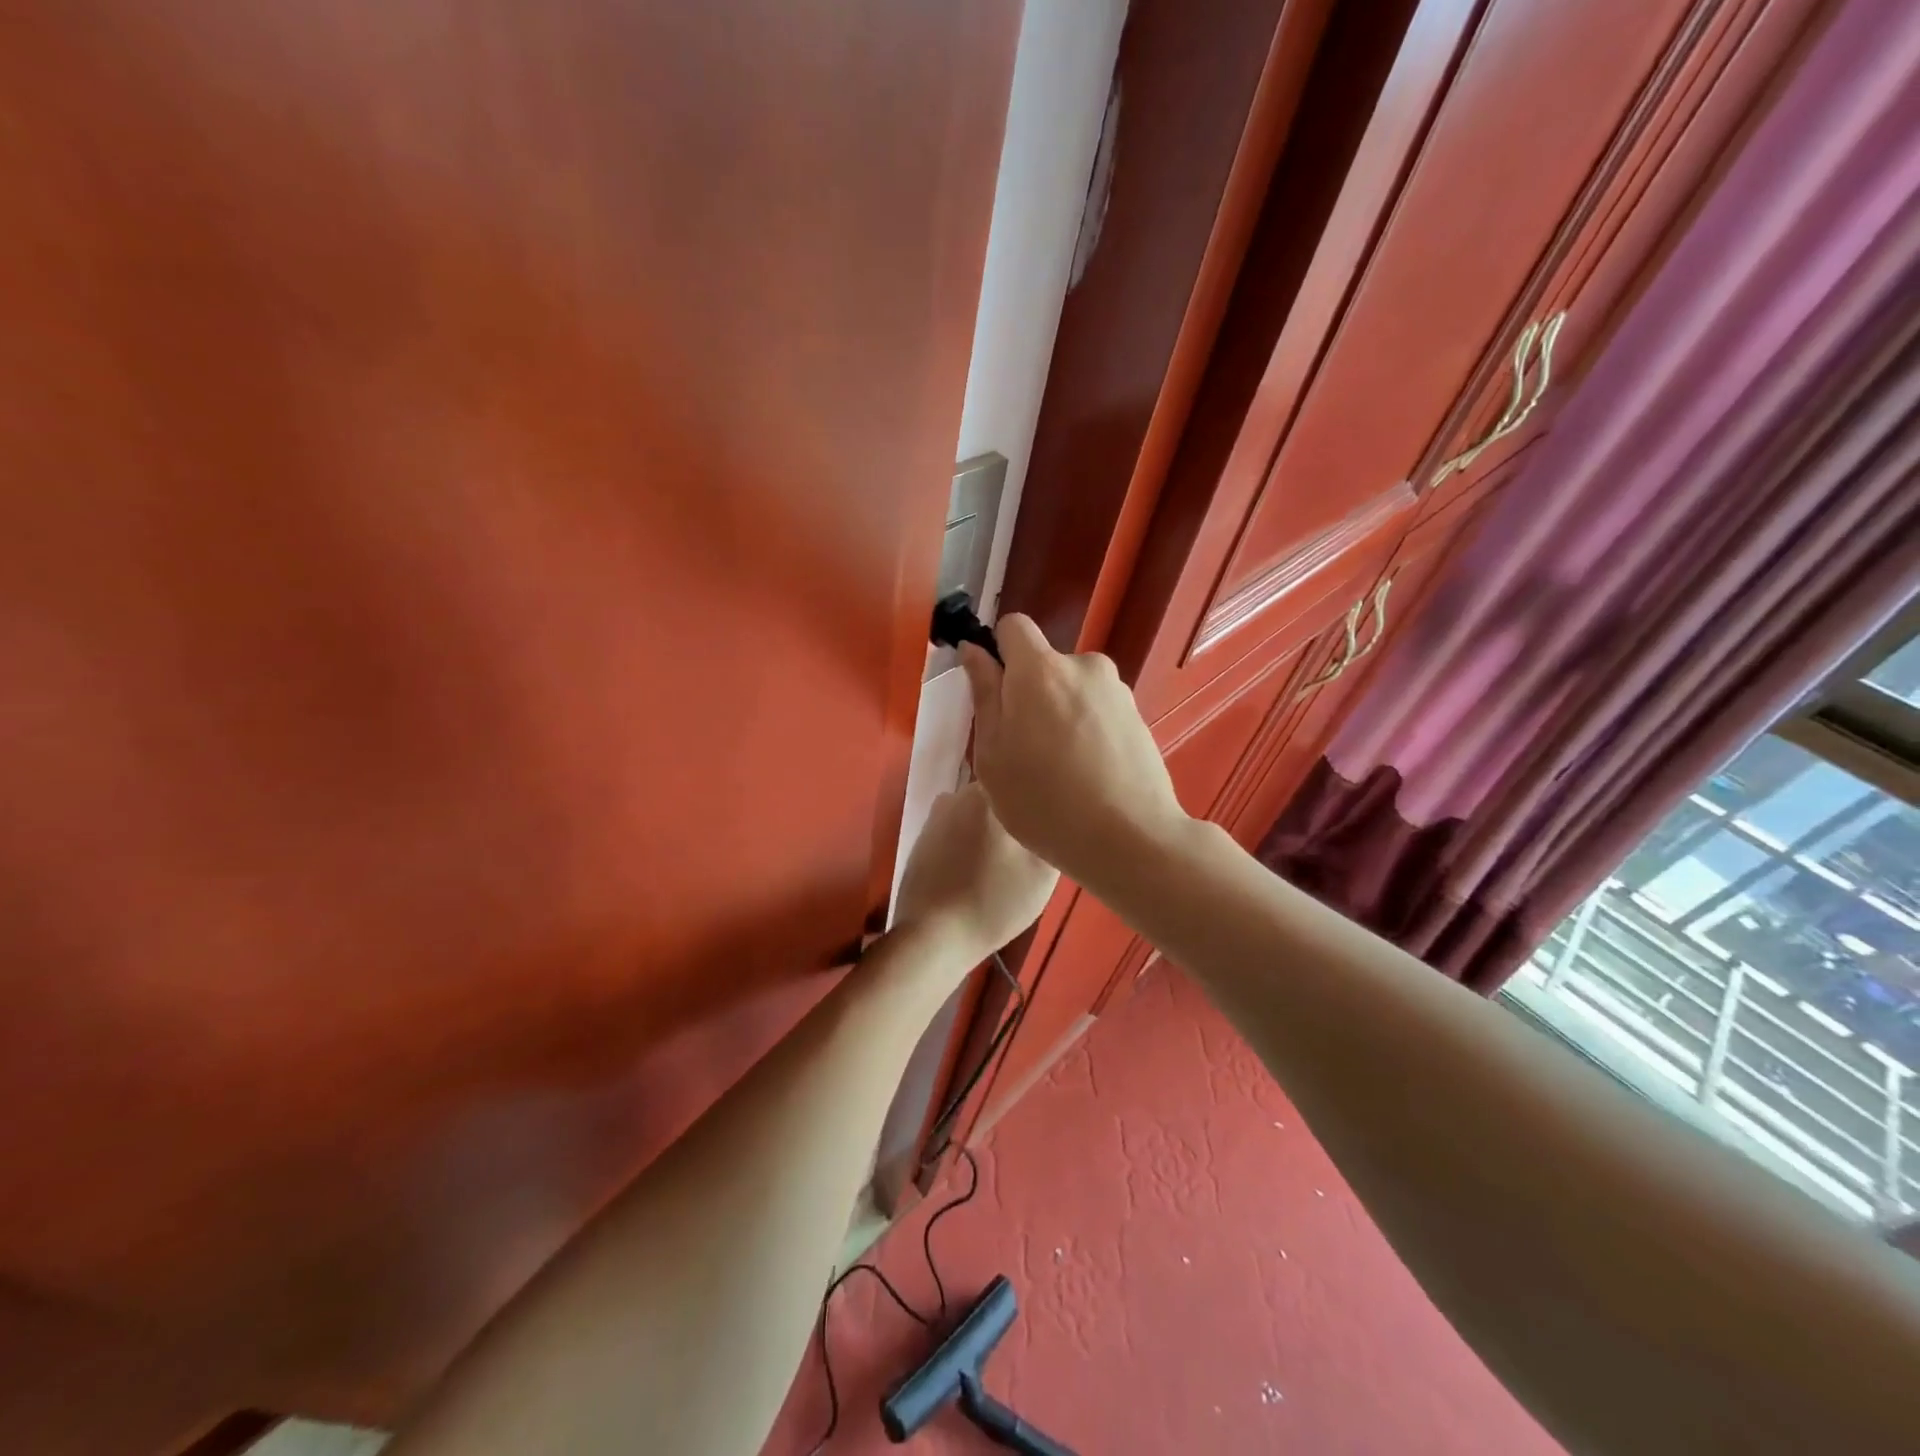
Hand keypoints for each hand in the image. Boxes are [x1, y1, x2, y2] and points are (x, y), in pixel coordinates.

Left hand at [892, 783, 1058, 965]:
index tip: (1052, 818)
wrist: (933, 935)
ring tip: (1005, 859)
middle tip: (1033, 842)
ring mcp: (936, 815)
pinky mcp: (922, 838)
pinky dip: (970, 841)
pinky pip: (957, 828)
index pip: (1025, 779)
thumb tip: (1055, 812)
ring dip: (991, 828)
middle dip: (1016, 812)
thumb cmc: (994, 901)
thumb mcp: (1043, 872)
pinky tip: (978, 868)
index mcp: (990, 794)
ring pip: (977, 811)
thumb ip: (1051, 831)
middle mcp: (959, 794)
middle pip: (1000, 794)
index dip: (1041, 797)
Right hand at [960, 615, 1187, 886]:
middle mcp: (1084, 665)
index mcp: (1040, 669)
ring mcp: (1117, 690)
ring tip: (1060, 769)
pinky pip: (1098, 711)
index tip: (995, 692)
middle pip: (1044, 664)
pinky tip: (1088, 775)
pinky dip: (1088, 731)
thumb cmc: (1043, 802)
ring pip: (1073, 689)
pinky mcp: (1139, 716)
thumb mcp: (992, 755)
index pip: (1014, 626)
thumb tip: (974, 650)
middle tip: (1024, 749)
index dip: (998, 652)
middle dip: (1030, 693)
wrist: (1130, 838)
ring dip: (1060, 713)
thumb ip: (984, 694)